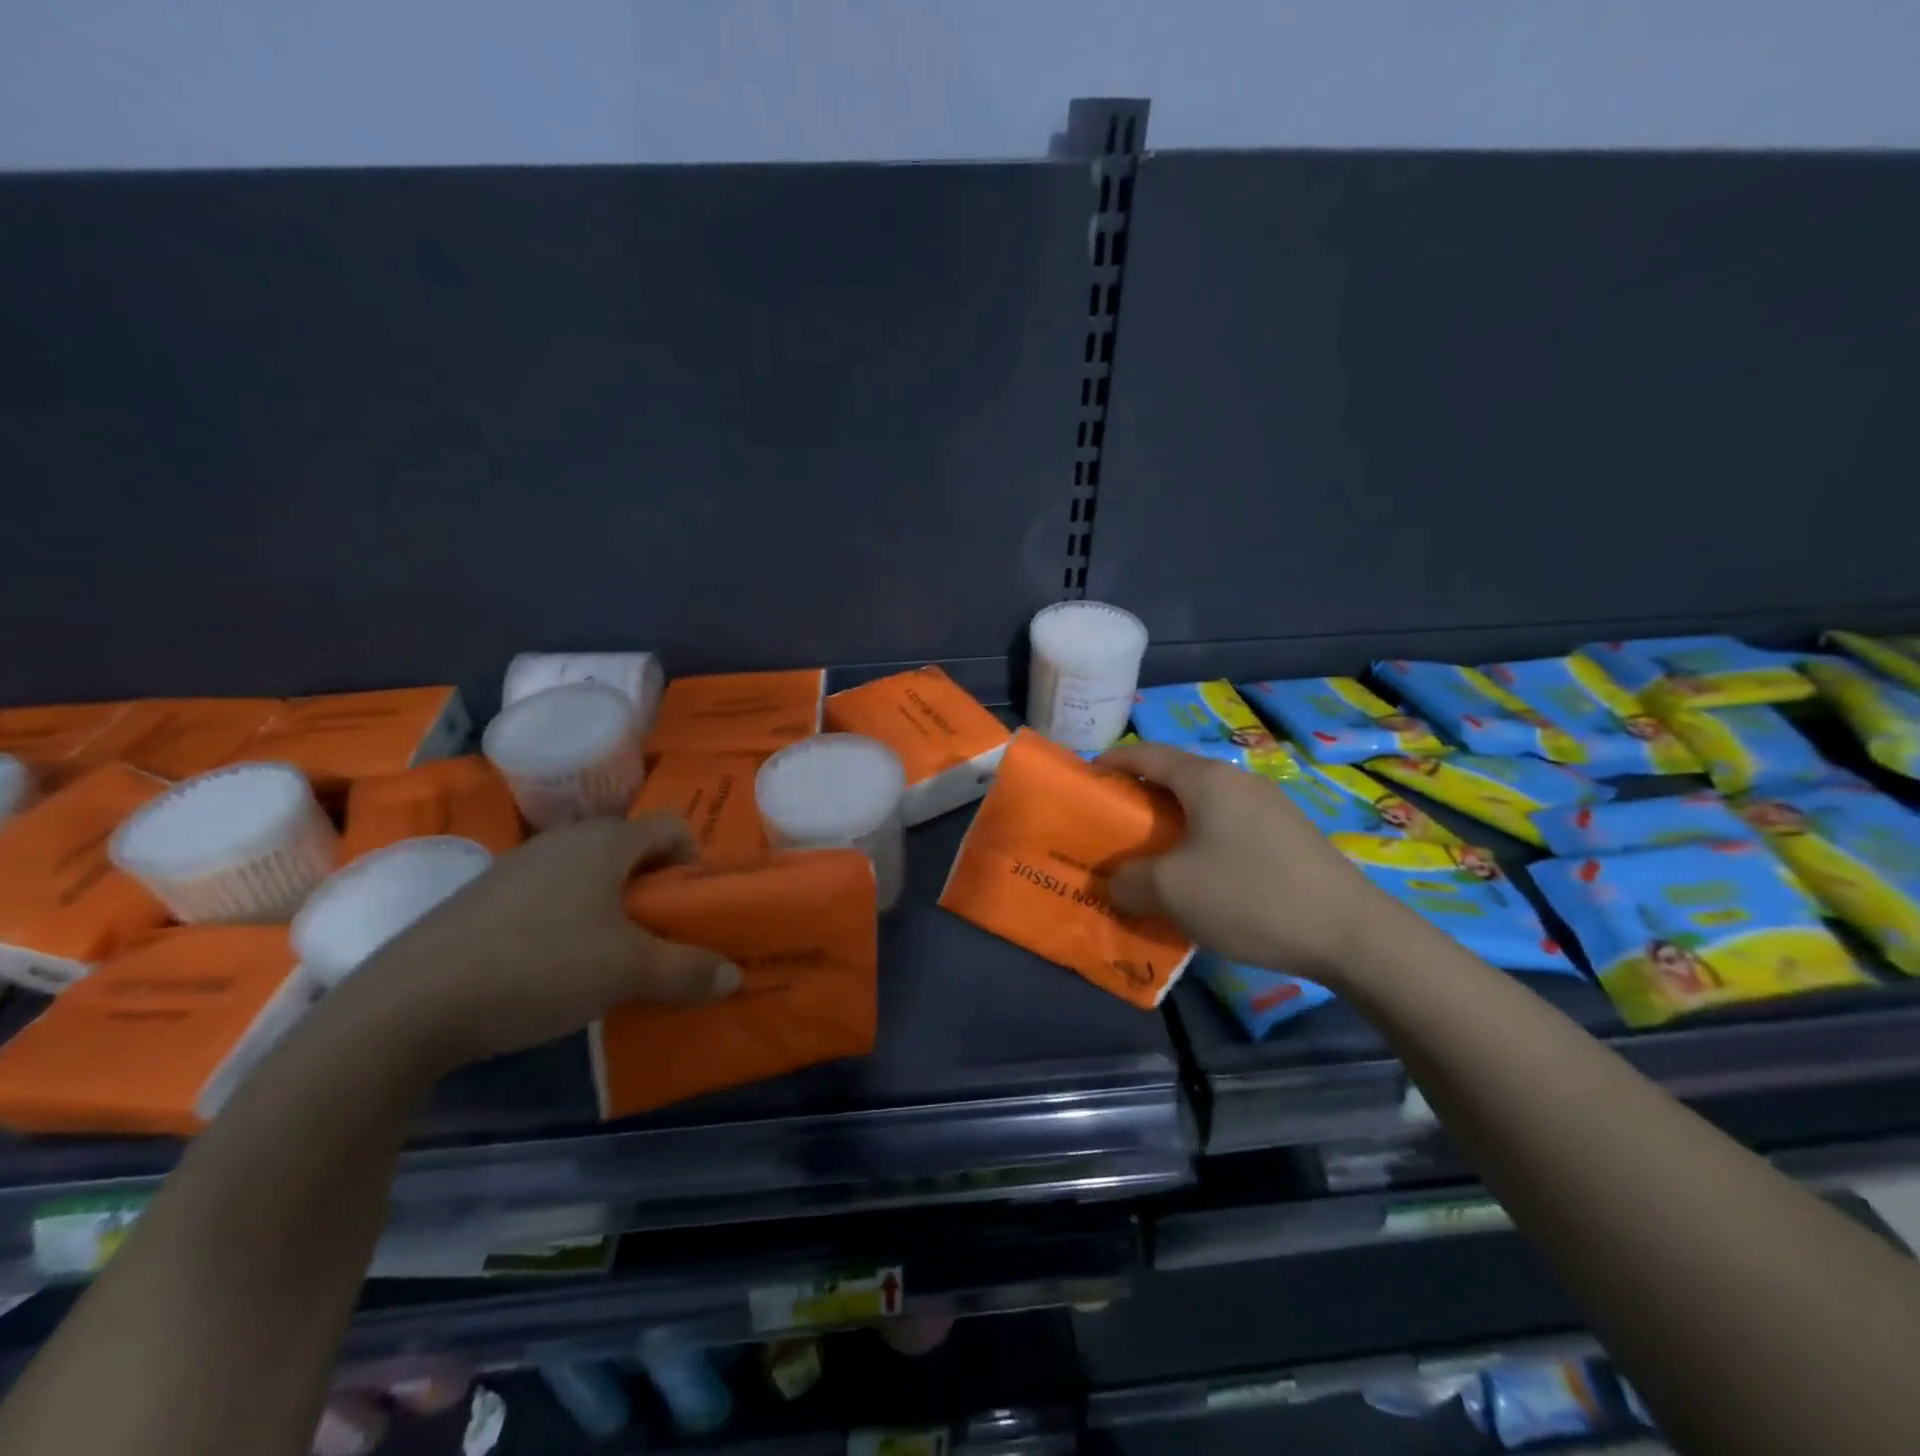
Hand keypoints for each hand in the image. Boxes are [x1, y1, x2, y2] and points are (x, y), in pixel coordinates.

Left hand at [329, 816, 741, 1073]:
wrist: (406, 1006)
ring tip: (611, 955)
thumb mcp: (628, 973)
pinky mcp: (480, 899)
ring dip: (612, 905)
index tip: (694, 906)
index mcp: (604, 842)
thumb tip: (734, 975)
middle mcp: (562, 841)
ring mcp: (515, 867)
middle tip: (661, 934)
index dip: (695, 859)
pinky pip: (548, 895)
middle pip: (630, 848)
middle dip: (655, 887)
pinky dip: (570, 919)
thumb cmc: (539, 967)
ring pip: (587, 873)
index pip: (671, 825)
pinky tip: (555, 967)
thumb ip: (688, 971)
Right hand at [1097, 743, 1394, 979]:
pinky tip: (1202, 880)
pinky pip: (1230, 828)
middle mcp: (1239, 781)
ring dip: (1172, 826)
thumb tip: (1117, 882)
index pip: (1146, 754)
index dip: (1112, 762)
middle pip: (1176, 779)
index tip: (1087, 781)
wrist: (1351, 933)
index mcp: (1207, 779)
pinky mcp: (1290, 836)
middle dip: (1140, 800)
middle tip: (1115, 831)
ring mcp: (1270, 807)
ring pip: (1205, 806)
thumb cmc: (1249, 895)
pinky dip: (1202, 843)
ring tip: (1154, 860)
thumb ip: (1129, 881)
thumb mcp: (1171, 891)